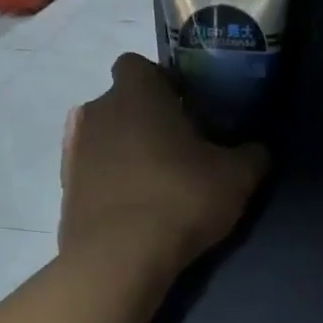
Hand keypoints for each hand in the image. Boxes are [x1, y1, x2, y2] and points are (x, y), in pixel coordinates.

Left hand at [61, 54, 268, 273]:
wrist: (118, 258)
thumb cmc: (181, 197)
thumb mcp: (237, 177)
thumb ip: (253, 155)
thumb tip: (257, 150)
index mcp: (137, 94)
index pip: (139, 64)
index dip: (164, 81)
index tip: (188, 107)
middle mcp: (98, 112)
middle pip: (123, 102)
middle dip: (148, 119)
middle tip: (182, 149)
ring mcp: (75, 151)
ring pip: (106, 138)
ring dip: (128, 151)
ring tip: (159, 183)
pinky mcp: (65, 189)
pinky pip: (94, 173)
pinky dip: (113, 182)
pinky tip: (137, 208)